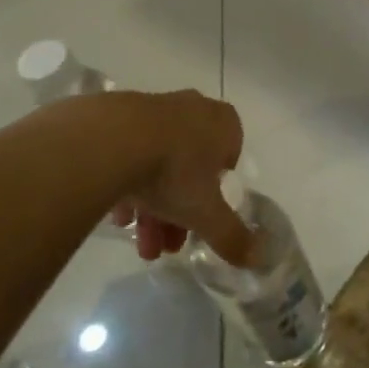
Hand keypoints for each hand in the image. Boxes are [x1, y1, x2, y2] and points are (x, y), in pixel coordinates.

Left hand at [108, 90, 253, 265]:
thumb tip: (259, 258)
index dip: (217, 191)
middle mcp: (192, 109)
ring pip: (159, 163)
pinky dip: (128, 184)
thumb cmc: (174, 171)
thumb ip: (232, 236)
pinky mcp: (117, 115)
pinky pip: (129, 154)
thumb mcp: (207, 213)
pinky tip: (118, 217)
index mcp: (223, 123)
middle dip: (181, 210)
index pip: (230, 157)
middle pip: (191, 167)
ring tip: (140, 243)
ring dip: (153, 206)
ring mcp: (153, 109)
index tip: (204, 216)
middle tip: (168, 244)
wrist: (110, 140)